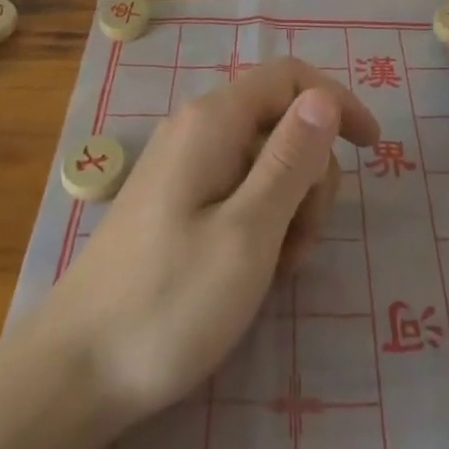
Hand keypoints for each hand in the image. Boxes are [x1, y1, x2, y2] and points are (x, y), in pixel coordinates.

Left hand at [36, 57, 379, 427]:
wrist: (75, 371)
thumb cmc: (169, 302)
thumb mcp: (248, 233)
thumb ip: (291, 159)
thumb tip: (324, 97)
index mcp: (214, 120)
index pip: (290, 77)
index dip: (336, 102)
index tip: (373, 149)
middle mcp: (198, 127)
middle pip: (281, 121)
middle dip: (309, 175)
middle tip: (301, 243)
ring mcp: (184, 163)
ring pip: (264, 160)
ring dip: (288, 206)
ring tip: (274, 268)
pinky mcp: (177, 199)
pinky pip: (238, 188)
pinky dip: (261, 220)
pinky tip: (252, 271)